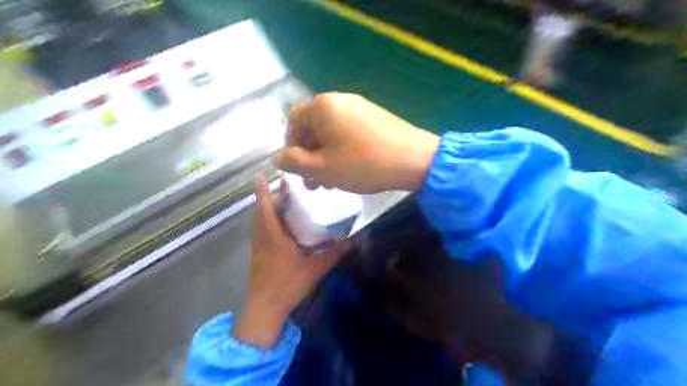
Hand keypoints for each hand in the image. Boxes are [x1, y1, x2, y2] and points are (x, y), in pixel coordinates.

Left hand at [232, 178, 349, 348]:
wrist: (264, 309)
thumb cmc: (287, 286)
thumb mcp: (314, 270)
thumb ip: (334, 254)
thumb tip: (353, 241)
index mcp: (273, 238)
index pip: (265, 209)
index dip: (262, 192)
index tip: (261, 175)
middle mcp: (262, 238)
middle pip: (261, 212)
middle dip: (271, 197)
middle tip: (288, 189)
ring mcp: (257, 247)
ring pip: (259, 221)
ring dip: (268, 208)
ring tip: (285, 202)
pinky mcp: (257, 254)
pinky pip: (260, 230)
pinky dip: (267, 220)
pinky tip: (282, 225)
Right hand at [276, 92, 439, 193]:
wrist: (413, 159)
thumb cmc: (362, 163)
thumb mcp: (321, 168)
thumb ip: (293, 162)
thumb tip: (278, 157)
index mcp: (322, 107)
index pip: (293, 123)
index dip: (292, 147)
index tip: (300, 170)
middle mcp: (339, 100)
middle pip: (313, 128)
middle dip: (310, 156)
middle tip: (314, 183)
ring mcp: (359, 106)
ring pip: (332, 133)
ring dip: (326, 156)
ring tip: (331, 182)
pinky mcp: (374, 116)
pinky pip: (349, 131)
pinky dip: (342, 149)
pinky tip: (350, 169)